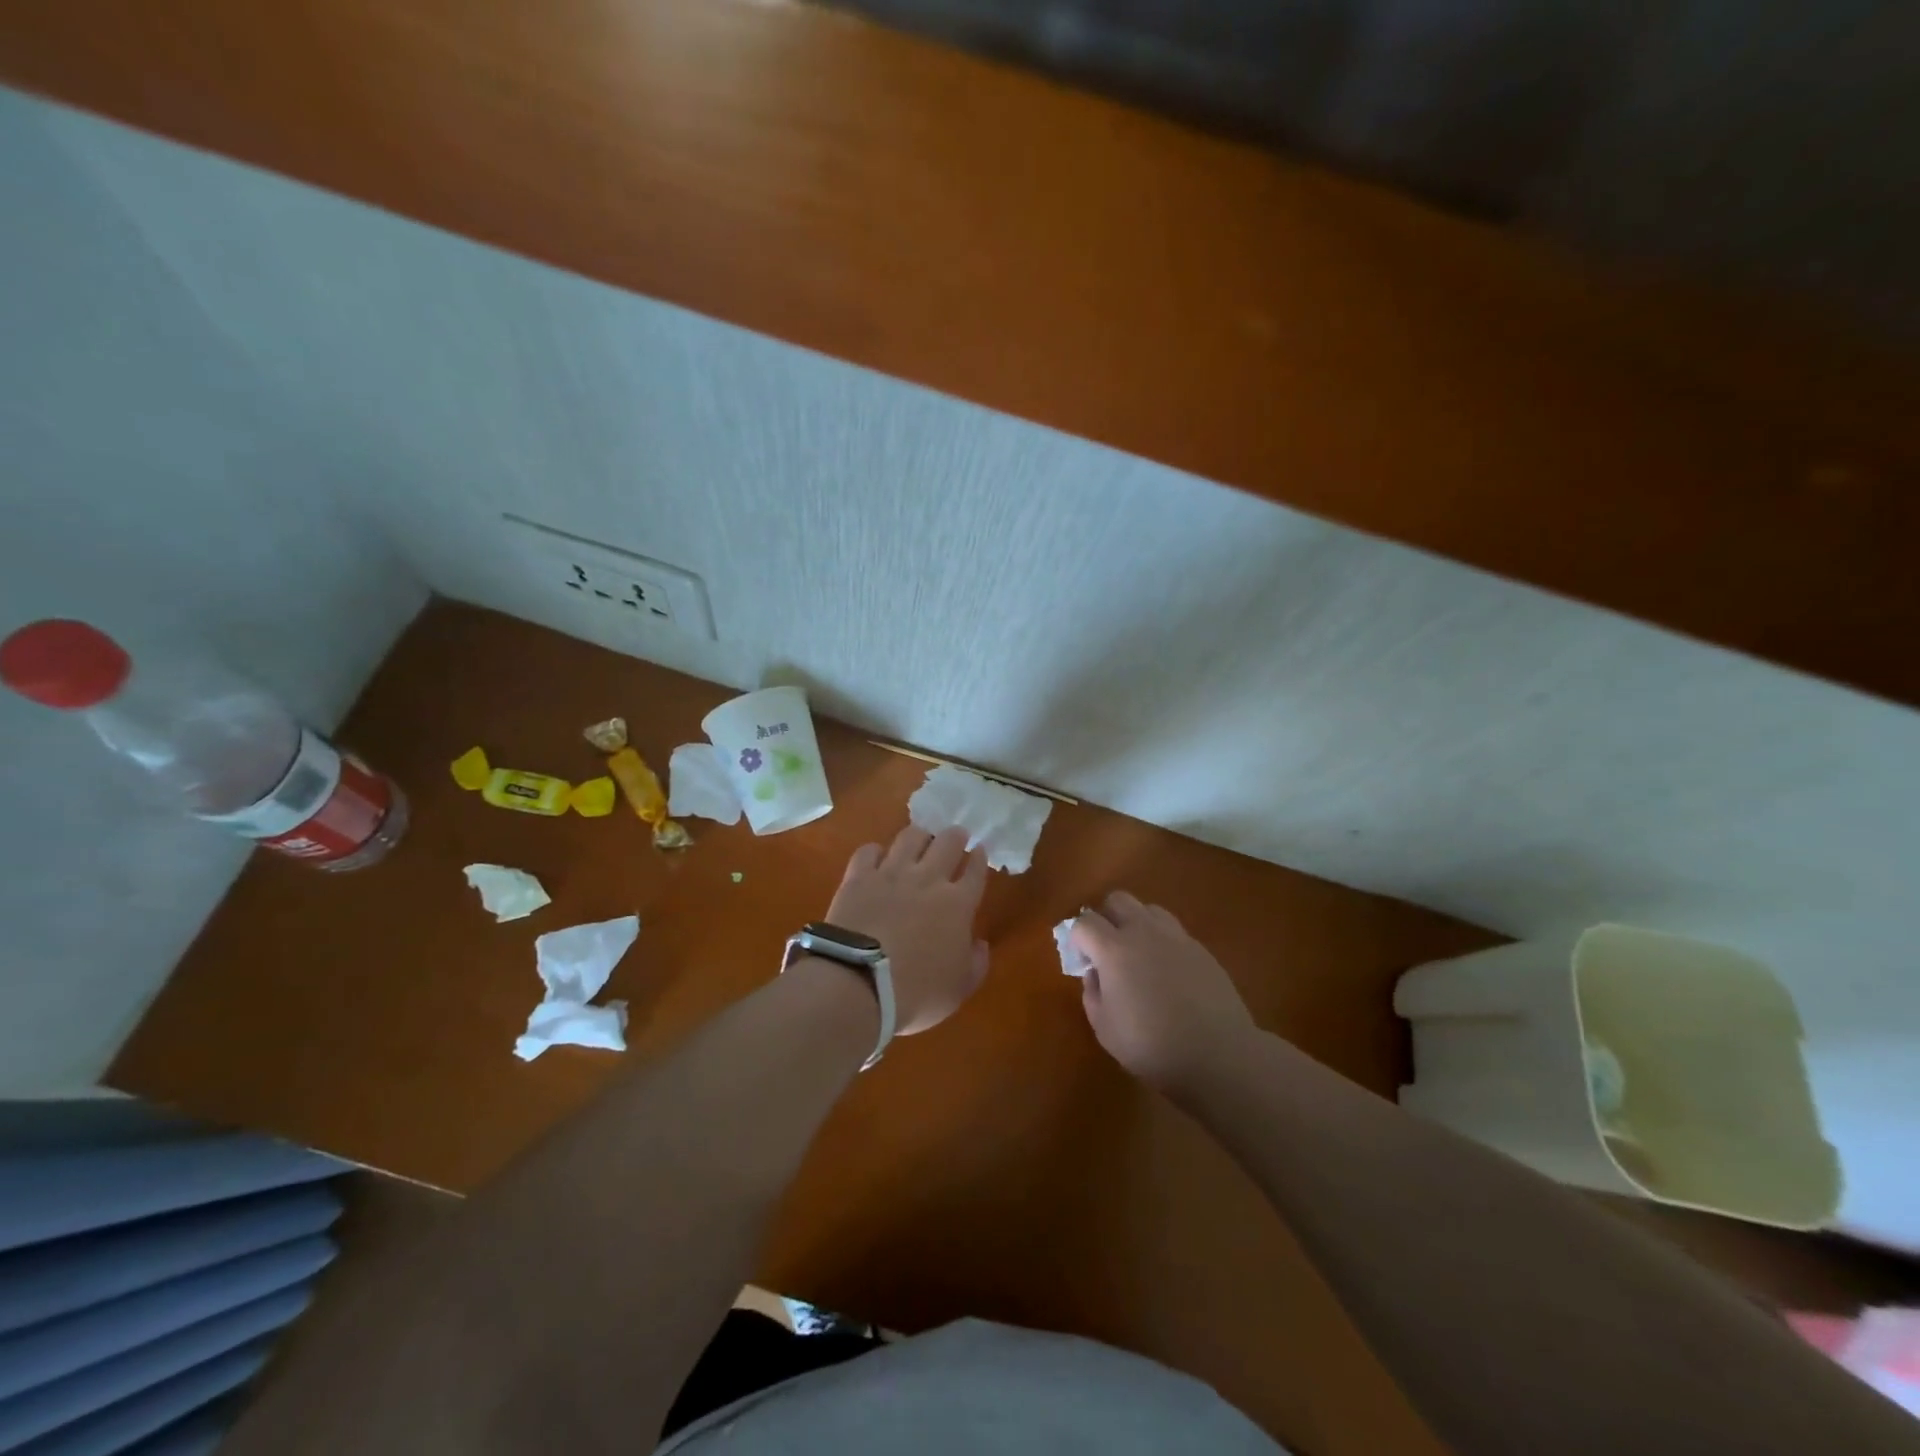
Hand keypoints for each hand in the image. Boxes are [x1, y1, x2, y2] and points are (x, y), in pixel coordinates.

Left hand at [826, 826, 989, 1034]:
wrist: (859, 984)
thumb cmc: (916, 993)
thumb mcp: (959, 989)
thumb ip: (976, 964)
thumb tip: (980, 944)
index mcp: (958, 904)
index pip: (976, 871)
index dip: (980, 859)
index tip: (980, 851)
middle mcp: (928, 879)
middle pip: (948, 843)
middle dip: (956, 836)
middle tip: (957, 836)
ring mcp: (891, 873)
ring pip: (911, 837)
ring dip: (920, 836)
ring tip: (921, 839)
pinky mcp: (859, 877)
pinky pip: (869, 850)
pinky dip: (876, 851)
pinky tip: (877, 857)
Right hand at [1071, 891, 1254, 1093]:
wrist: (1218, 1054)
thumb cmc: (1152, 1046)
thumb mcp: (1105, 1029)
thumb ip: (1092, 994)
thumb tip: (1094, 974)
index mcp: (1114, 949)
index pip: (1084, 923)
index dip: (1077, 938)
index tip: (1081, 960)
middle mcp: (1143, 932)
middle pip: (1118, 900)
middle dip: (1106, 917)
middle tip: (1106, 948)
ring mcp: (1176, 937)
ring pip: (1149, 909)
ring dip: (1137, 923)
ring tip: (1139, 955)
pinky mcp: (1201, 949)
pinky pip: (1174, 931)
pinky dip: (1163, 942)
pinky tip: (1168, 972)